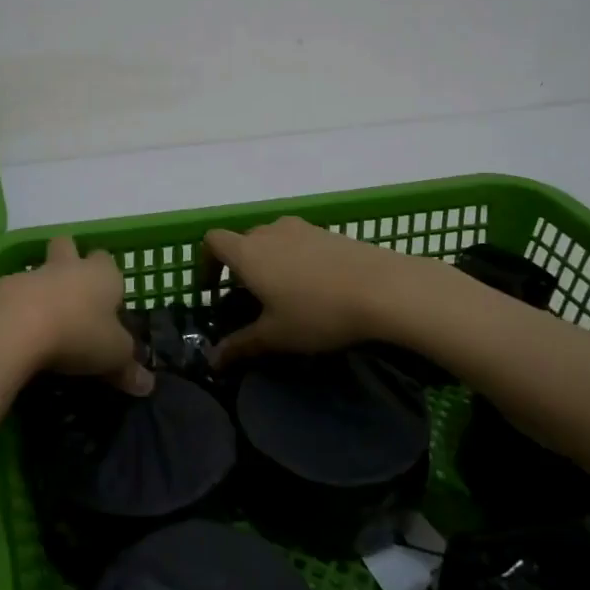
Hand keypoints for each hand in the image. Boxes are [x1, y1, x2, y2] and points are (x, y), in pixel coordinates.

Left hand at [0, 236, 152, 394]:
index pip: (107, 261)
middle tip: (71, 294)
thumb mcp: (113, 355)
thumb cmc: (78, 332)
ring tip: (42, 326)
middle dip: (68, 260)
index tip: (107, 302)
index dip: (108, 277)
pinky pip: (9, 296)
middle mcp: (67, 267)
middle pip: (67, 247)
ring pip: (37, 273)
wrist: (14, 326)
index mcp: (101, 275)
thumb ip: (129, 368)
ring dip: (39, 290)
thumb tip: (147, 386)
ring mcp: (29, 275)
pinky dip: (13, 311)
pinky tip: (14, 338)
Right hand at [204, 216, 426, 366]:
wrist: (384, 288)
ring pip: (273, 240)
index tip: (213, 290)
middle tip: (250, 299)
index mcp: (248, 252)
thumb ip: (240, 346)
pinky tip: (316, 287)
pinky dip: (296, 259)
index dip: (206, 263)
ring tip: (285, 293)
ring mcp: (302, 228)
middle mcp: (270, 232)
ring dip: (270, 261)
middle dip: (240, 266)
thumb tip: (212, 361)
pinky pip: (300, 242)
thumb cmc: (318, 312)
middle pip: (243, 240)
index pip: (212, 241)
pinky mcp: (330, 232)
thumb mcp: (276, 336)